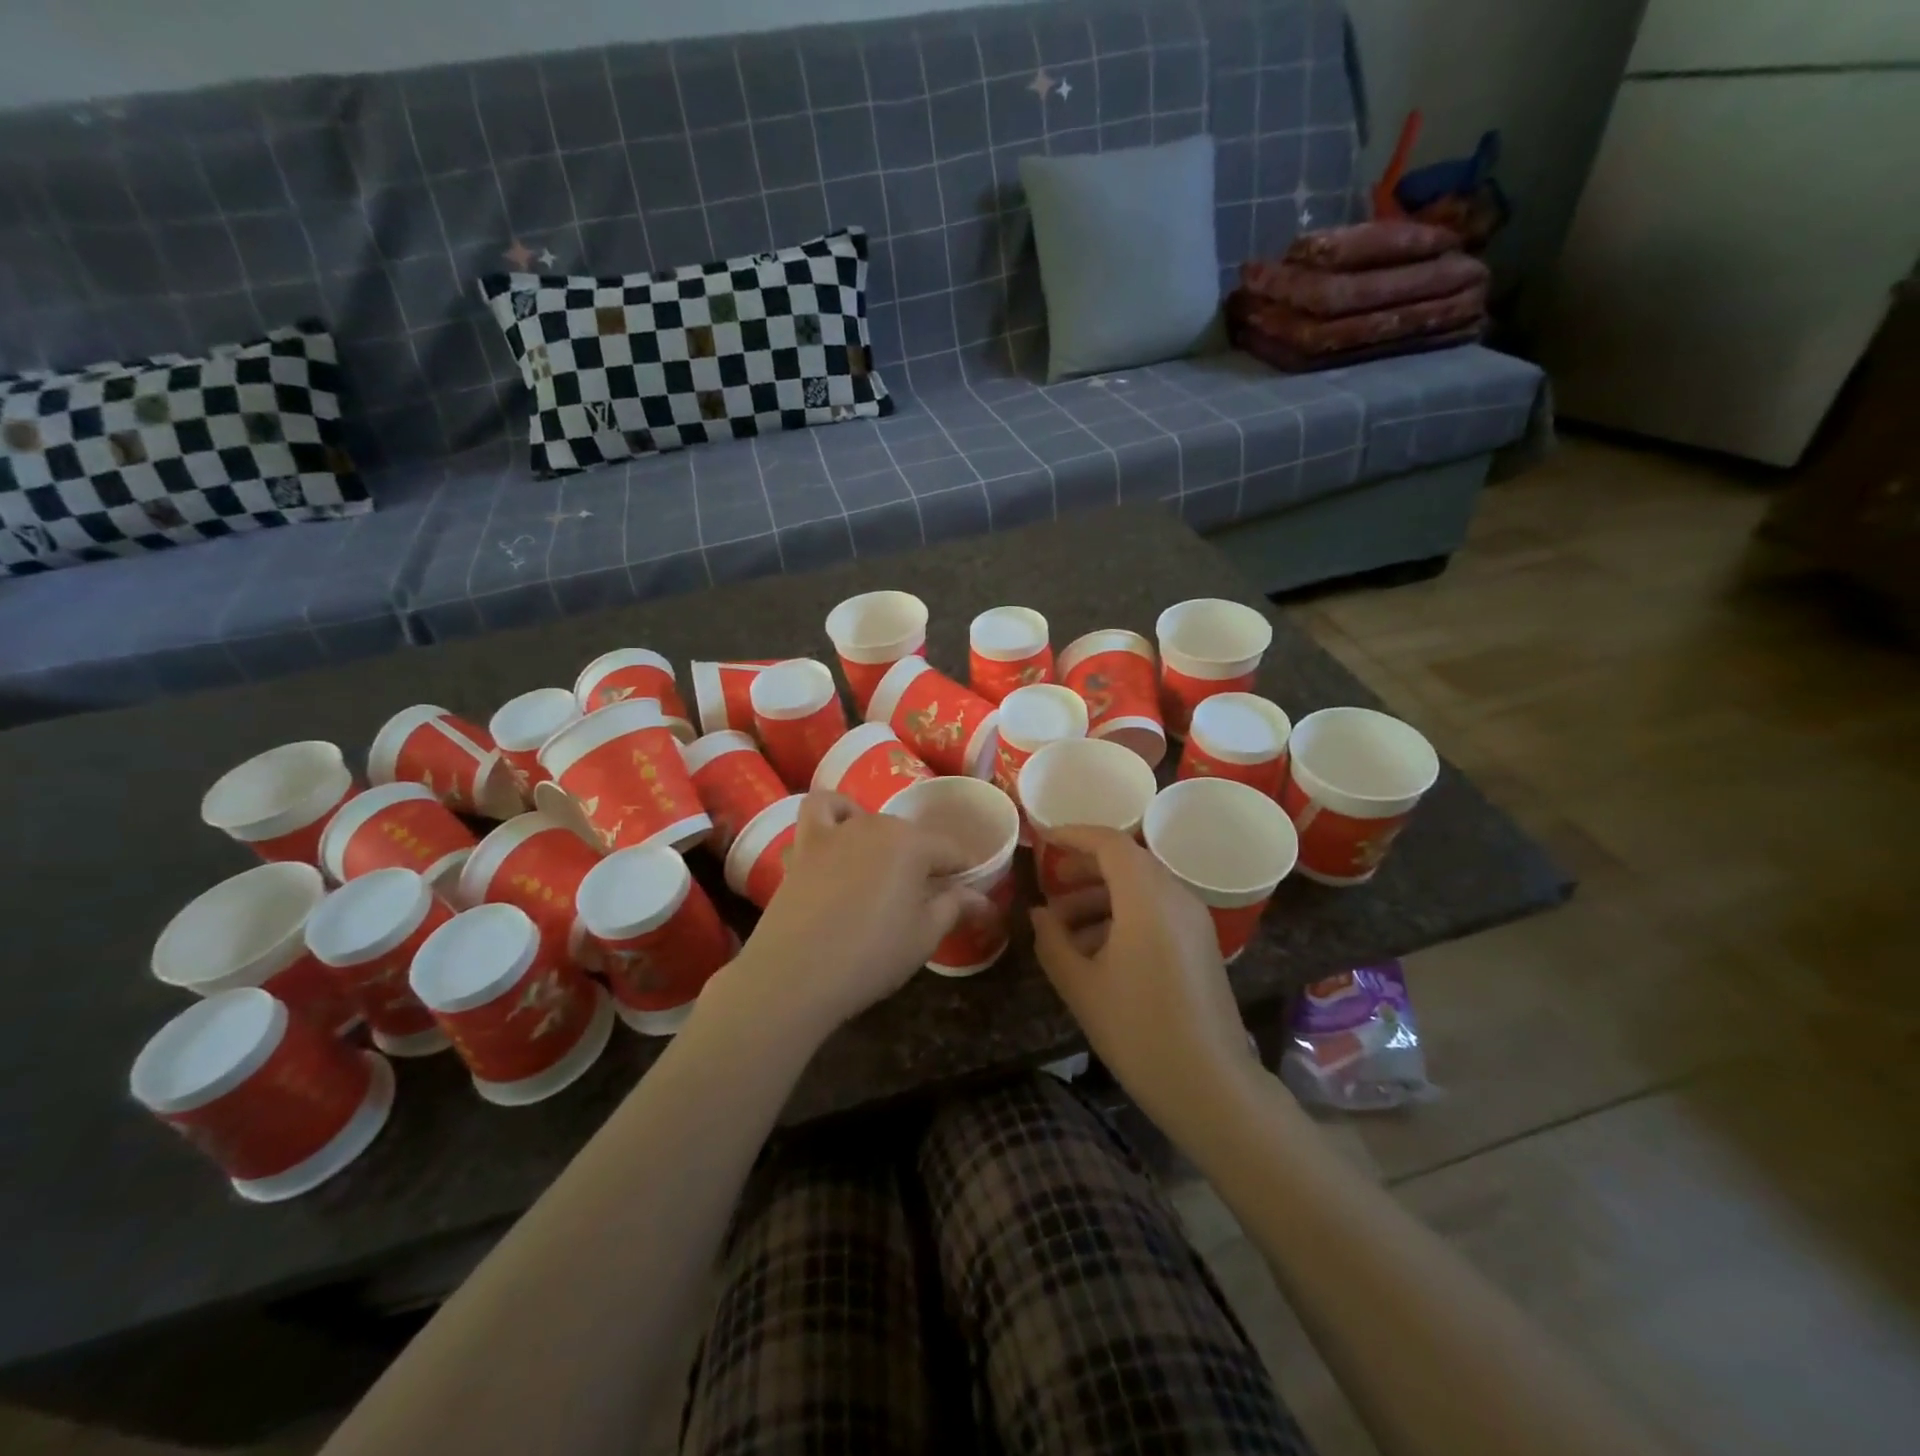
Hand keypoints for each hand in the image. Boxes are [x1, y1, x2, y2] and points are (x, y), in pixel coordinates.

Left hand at [725, 791, 974, 1036]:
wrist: (794, 975)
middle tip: (925, 901)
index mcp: (912, 844)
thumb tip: (983, 899)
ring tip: (883, 873)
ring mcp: (836, 831)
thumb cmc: (870, 956)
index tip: (969, 897)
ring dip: (884, 841)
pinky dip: (835, 814)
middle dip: (925, 862)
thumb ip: (954, 907)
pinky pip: (820, 810)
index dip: (965, 873)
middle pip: (912, 837)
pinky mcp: (805, 845)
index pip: (952, 850)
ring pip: (871, 822)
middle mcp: (876, 825)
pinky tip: (840, 837)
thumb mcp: (924, 936)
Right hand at [1030, 827, 1256, 1130]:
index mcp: (1147, 896)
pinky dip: (1123, 915)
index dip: (1074, 836)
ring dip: (1101, 896)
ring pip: (1141, 888)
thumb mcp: (1080, 984)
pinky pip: (1157, 910)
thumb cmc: (1138, 1030)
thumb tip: (1040, 914)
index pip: (1109, 842)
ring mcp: (1193, 921)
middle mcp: (1175, 896)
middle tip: (1051, 885)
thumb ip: (1052, 941)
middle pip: (1127, 861)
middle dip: (1085, 868)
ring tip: (1064, 928)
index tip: (1044, 841)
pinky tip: (1096, 950)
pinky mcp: (1201, 944)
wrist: (1210, 1085)